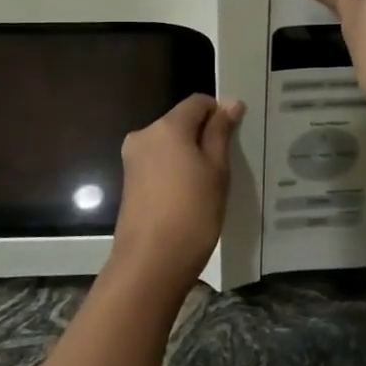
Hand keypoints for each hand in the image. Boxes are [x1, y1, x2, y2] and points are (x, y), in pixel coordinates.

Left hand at [109, 94, 244, 293]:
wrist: (151, 262)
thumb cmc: (193, 212)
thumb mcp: (216, 170)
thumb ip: (221, 133)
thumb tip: (231, 103)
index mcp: (167, 126)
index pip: (197, 102)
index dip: (219, 113)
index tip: (235, 138)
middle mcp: (144, 135)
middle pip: (181, 122)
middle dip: (203, 136)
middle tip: (227, 164)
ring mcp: (133, 159)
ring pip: (170, 144)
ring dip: (190, 155)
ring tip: (210, 183)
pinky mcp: (130, 181)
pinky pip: (159, 163)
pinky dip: (176, 171)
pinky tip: (191, 195)